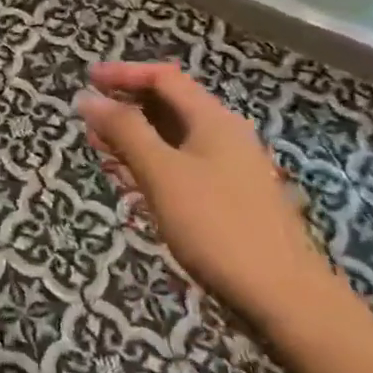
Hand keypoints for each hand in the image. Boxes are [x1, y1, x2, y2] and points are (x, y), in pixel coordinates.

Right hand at [75, 61, 341, 327]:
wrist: (285, 298)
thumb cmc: (217, 225)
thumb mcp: (161, 172)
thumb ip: (124, 130)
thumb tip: (88, 97)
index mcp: (213, 120)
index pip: (163, 78)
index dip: (123, 73)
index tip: (86, 80)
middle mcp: (223, 136)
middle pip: (168, 106)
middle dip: (125, 109)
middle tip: (89, 123)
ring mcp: (228, 169)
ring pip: (172, 139)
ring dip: (134, 140)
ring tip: (102, 153)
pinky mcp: (227, 200)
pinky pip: (181, 168)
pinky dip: (151, 167)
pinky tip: (132, 186)